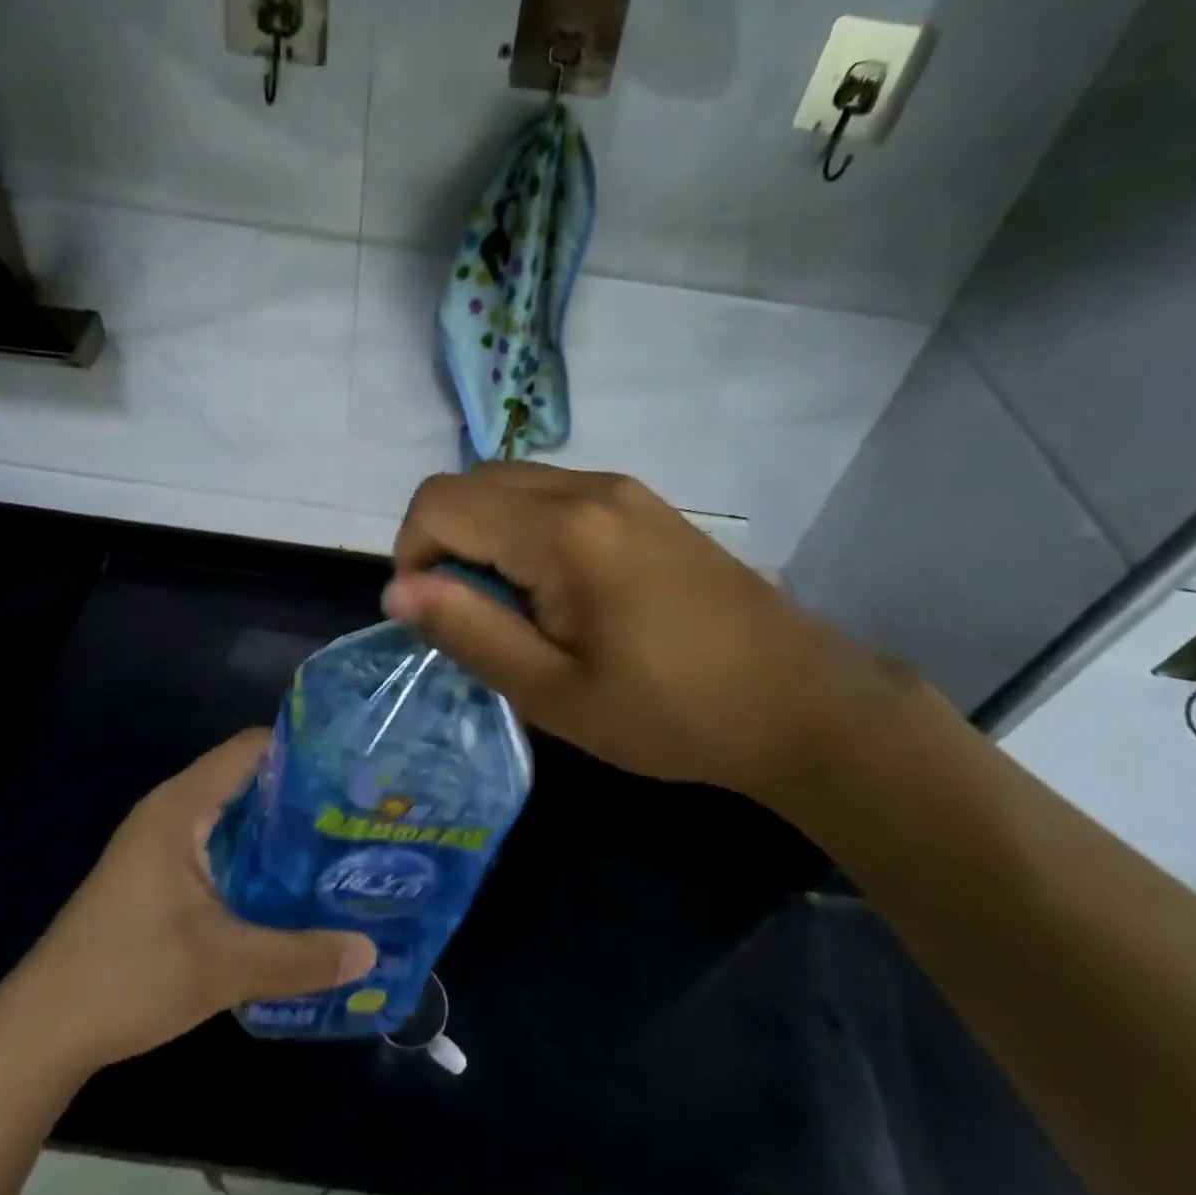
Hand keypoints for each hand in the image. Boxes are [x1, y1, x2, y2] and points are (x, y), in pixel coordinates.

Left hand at [6, 731, 376, 1074]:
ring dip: (277, 826)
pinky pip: (217, 842)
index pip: (251, 748)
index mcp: (182, 806)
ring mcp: (160, 842)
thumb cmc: (129, 977)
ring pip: (232, 813)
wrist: (39, 1033)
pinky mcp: (156, 873)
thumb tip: (370, 951)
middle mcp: (171, 811)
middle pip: (246, 777)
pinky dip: (253, 851)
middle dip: (299, 792)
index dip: (302, 749)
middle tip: (354, 811)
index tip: (351, 767)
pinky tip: (288, 882)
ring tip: (335, 842)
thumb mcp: (225, 967)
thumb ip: (301, 956)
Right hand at [384, 464, 906, 807]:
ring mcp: (621, 488)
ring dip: (485, 535)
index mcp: (561, 530)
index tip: (437, 618)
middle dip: (445, 542)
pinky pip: (553, 494)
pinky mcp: (642, 503)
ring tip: (517, 608)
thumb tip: (396, 590)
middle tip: (475, 617)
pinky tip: (561, 590)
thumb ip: (469, 632)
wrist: (798, 701)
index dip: (412, 556)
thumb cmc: (672, 712)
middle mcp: (586, 487)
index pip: (440, 503)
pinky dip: (524, 529)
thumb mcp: (555, 693)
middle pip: (471, 482)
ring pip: (510, 484)